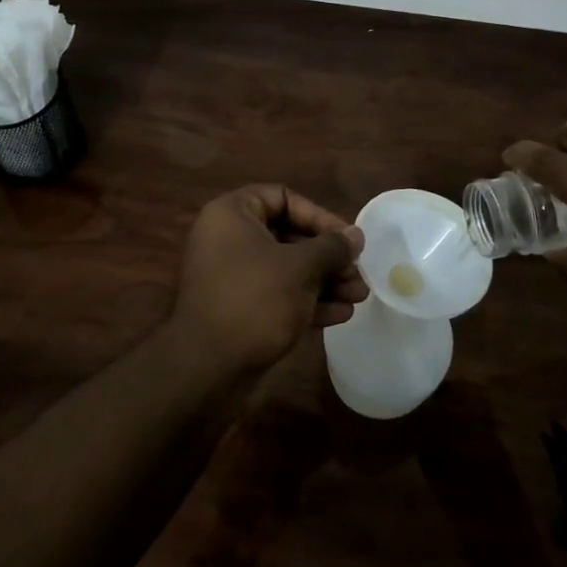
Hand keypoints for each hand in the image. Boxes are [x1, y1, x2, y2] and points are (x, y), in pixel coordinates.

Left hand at [170, 184, 367, 374]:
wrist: (207, 368)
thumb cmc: (254, 300)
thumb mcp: (300, 268)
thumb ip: (331, 247)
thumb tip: (355, 235)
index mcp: (232, 214)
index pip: (282, 198)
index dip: (318, 216)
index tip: (347, 239)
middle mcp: (228, 238)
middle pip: (288, 235)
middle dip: (327, 256)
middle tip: (358, 272)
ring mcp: (232, 276)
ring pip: (286, 268)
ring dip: (324, 281)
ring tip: (359, 296)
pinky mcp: (238, 309)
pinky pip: (277, 294)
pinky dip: (307, 301)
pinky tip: (342, 315)